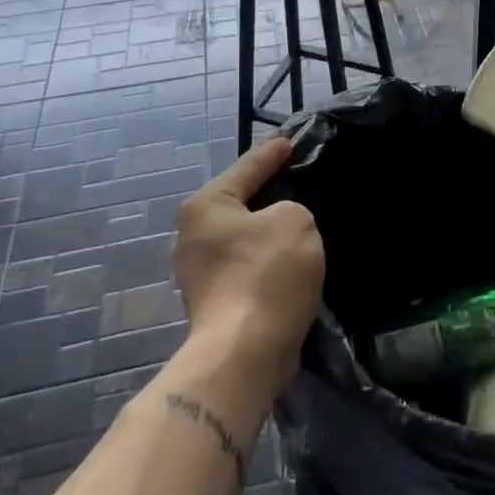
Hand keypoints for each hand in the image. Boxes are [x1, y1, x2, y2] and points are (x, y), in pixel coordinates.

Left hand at [174, 137, 324, 383]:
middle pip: (240, 204)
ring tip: (301, 225)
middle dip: (268, 195)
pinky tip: (292, 262)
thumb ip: (292, 209)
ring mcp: (200, 273)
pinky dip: (269, 262)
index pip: (246, 167)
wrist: (245, 352)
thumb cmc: (267, 274)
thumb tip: (280, 226)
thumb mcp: (295, 221)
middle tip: (298, 182)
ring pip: (245, 238)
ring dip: (270, 234)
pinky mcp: (214, 303)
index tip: (289, 142)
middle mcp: (193, 236)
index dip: (271, 154)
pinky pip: (248, 267)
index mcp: (205, 206)